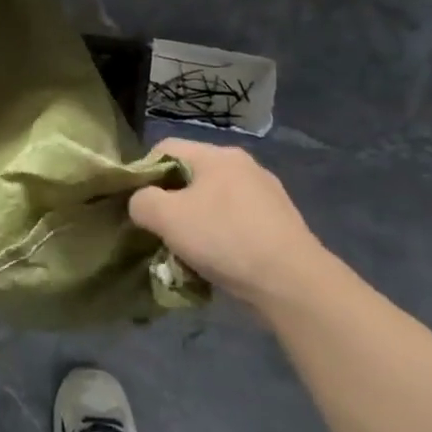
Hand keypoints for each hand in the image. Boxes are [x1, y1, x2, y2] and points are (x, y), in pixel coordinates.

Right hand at [129, 138, 324, 307]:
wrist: (292, 282)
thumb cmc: (224, 239)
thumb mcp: (166, 218)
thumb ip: (141, 201)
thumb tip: (142, 203)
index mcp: (217, 155)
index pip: (165, 148)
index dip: (144, 173)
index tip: (139, 206)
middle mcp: (243, 165)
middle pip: (190, 175)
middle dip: (171, 202)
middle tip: (160, 231)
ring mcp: (266, 194)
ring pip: (214, 201)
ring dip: (196, 222)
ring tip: (188, 252)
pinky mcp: (280, 223)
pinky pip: (237, 222)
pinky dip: (222, 237)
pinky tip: (219, 261)